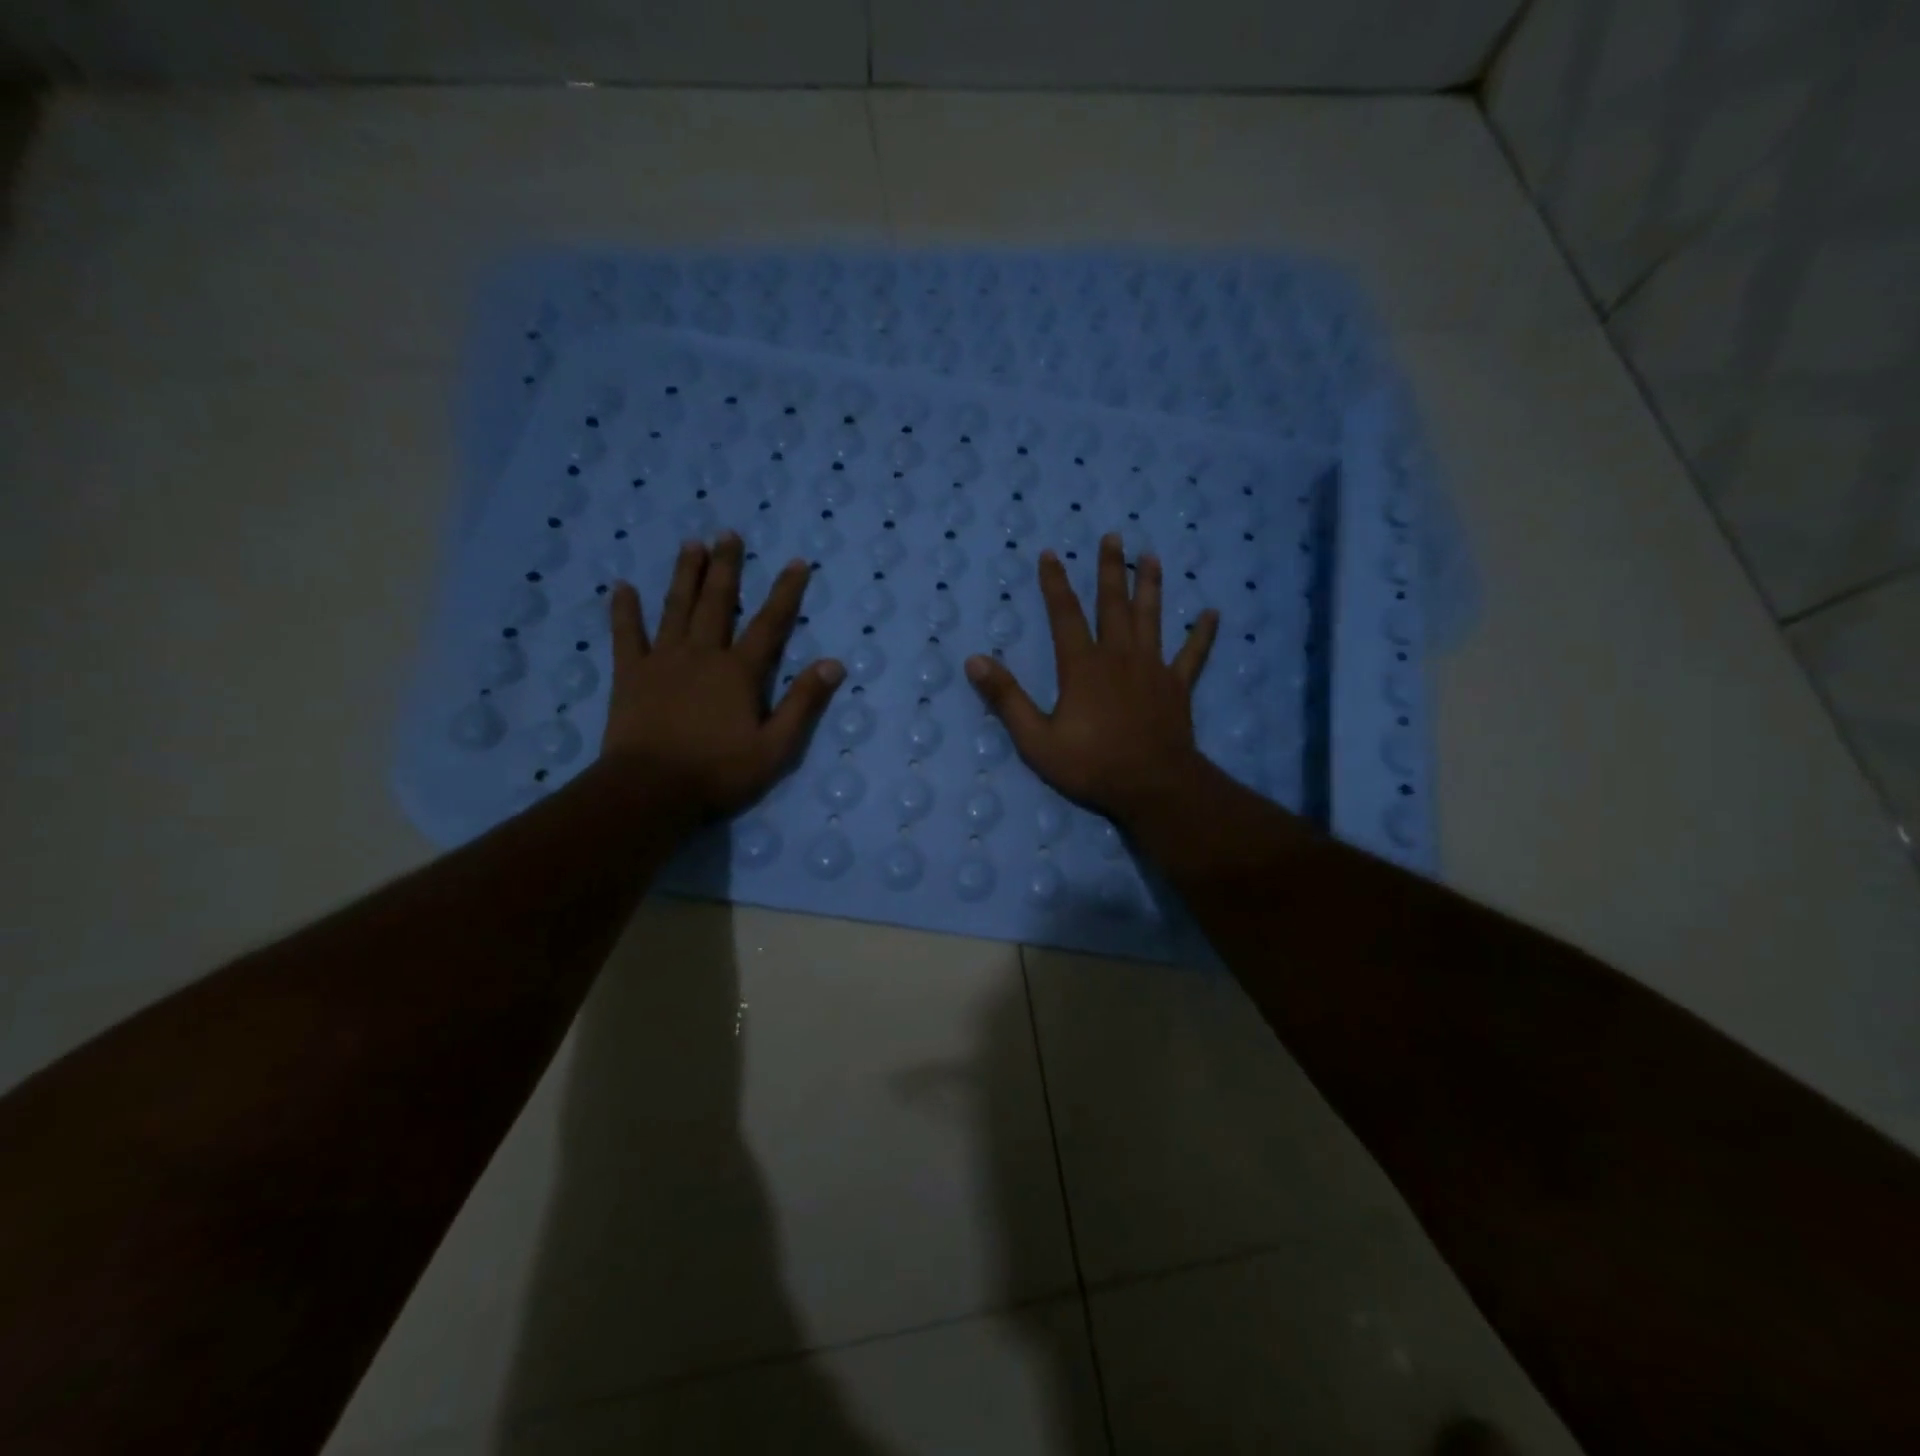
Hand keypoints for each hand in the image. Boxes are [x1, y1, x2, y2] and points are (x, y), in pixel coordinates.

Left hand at [602, 533, 842, 824]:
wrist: (650, 790)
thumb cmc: (718, 772)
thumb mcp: (775, 748)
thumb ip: (803, 704)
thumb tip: (833, 664)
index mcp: (739, 672)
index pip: (770, 624)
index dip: (785, 592)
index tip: (796, 562)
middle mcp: (702, 654)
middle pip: (717, 602)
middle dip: (726, 567)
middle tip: (728, 534)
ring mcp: (662, 661)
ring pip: (675, 608)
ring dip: (684, 575)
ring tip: (690, 544)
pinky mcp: (630, 675)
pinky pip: (626, 635)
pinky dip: (624, 611)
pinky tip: (621, 587)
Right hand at [964, 532, 1219, 828]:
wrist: (1153, 787)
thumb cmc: (1092, 765)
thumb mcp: (1036, 740)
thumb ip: (1006, 699)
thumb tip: (975, 660)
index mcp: (1082, 666)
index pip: (1065, 615)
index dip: (1055, 584)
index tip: (1050, 554)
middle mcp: (1119, 656)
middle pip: (1113, 604)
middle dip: (1110, 569)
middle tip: (1113, 536)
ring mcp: (1153, 668)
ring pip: (1152, 618)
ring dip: (1151, 586)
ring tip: (1151, 557)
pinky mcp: (1177, 687)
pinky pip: (1193, 654)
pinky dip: (1203, 634)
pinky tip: (1213, 614)